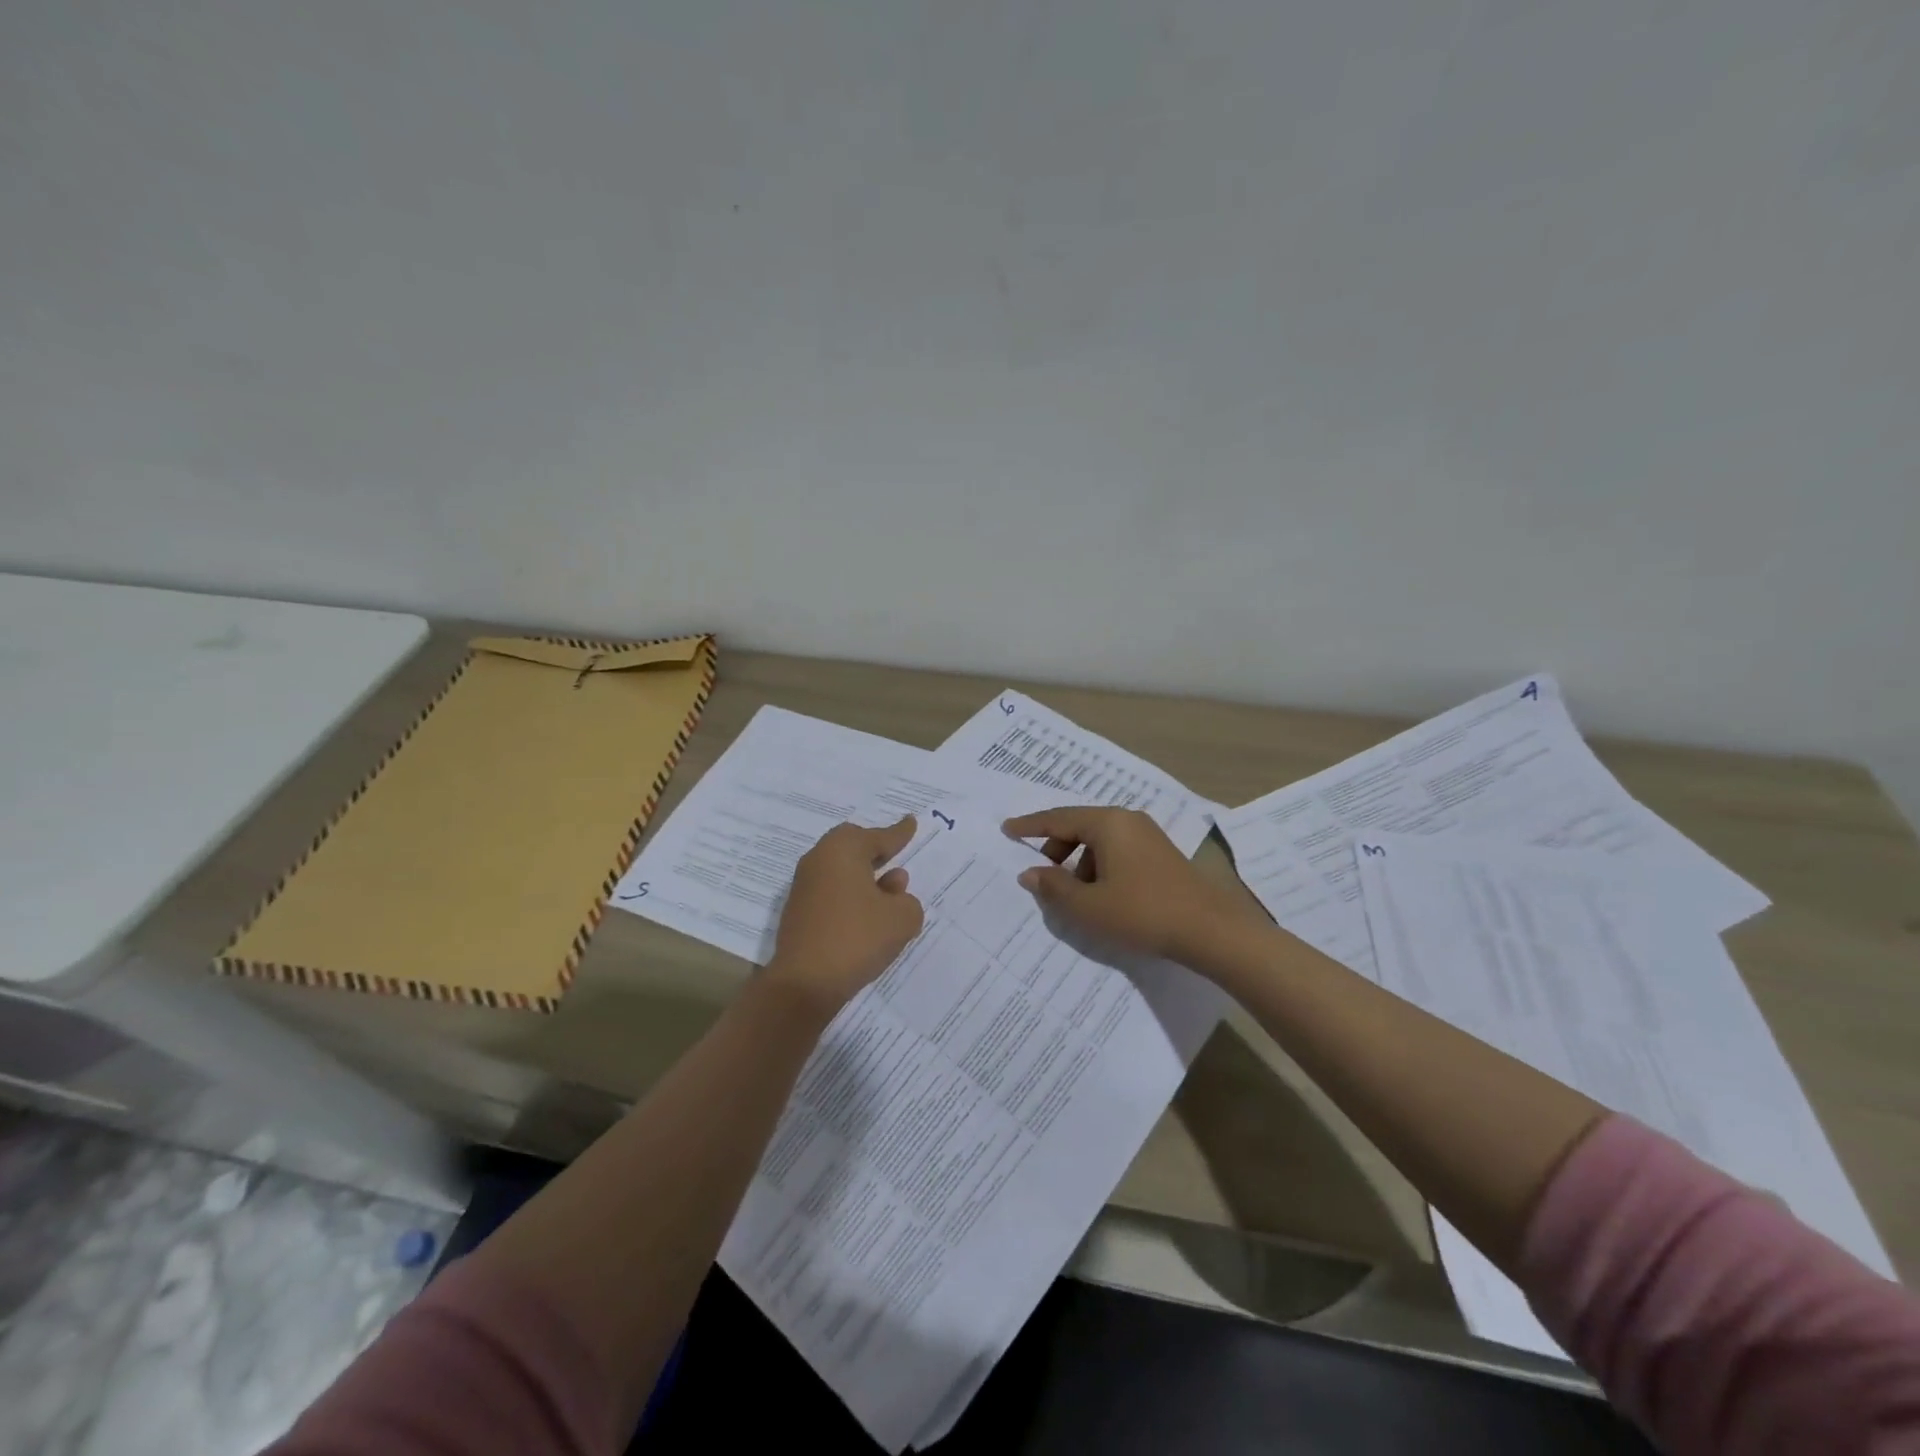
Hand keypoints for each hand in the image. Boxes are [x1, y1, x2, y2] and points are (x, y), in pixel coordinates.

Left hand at [766, 816, 923, 1014]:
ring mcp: (804, 887)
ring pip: (841, 871)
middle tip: (895, 854)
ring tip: (890, 895)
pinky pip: (832, 892)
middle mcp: (819, 860)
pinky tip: (867, 917)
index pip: (878, 836)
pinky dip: (850, 897)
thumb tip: (893, 893)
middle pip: (853, 846)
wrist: (804, 983)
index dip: (899, 833)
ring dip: (865, 878)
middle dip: (876, 851)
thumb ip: (907, 901)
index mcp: (843, 849)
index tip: (911, 822)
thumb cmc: (857, 938)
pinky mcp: (798, 912)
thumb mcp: (902, 918)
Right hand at [1004, 806, 1260, 964]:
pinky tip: (1102, 896)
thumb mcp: (1088, 906)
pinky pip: (1117, 850)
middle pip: (1079, 826)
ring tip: (1075, 896)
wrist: (1210, 930)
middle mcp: (1127, 820)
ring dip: (1079, 862)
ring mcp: (1147, 835)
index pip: (1058, 818)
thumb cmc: (1142, 913)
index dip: (1030, 826)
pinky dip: (1099, 866)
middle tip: (1042, 875)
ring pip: (1099, 840)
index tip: (1007, 829)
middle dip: (1056, 848)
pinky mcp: (1160, 854)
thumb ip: (1054, 887)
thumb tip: (1030, 873)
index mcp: (1107, 823)